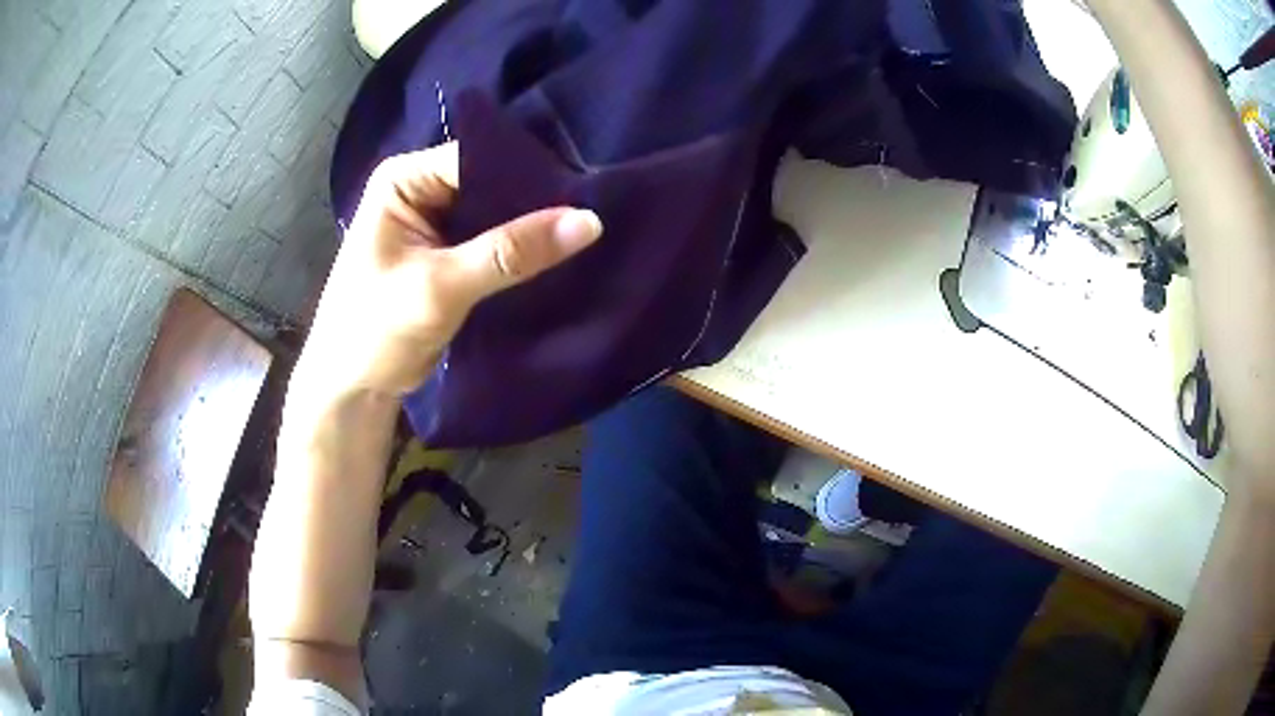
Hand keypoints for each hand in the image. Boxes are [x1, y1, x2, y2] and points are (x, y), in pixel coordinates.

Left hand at [295, 142, 601, 397]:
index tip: (587, 189)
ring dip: (534, 228)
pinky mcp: (449, 253)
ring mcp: (436, 221)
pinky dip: (522, 251)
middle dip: (537, 200)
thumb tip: (590, 221)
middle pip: (492, 182)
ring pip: (498, 213)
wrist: (353, 389)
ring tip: (589, 232)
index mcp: (405, 179)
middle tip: (597, 212)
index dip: (531, 172)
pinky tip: (562, 254)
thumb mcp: (441, 287)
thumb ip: (511, 253)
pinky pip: (496, 240)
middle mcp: (421, 189)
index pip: (479, 157)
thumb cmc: (375, 330)